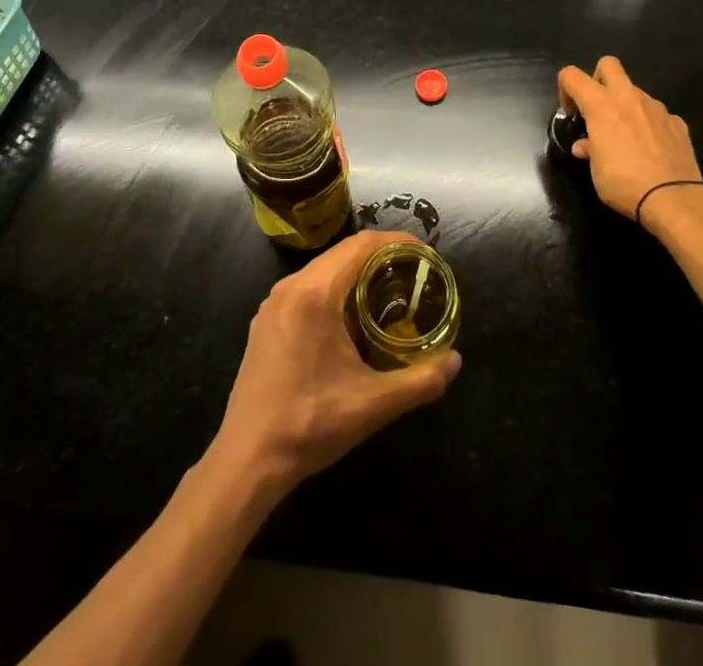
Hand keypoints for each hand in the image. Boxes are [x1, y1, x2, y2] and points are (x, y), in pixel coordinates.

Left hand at [209, 230, 460, 499]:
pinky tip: (351, 319)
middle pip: (343, 253)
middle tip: (414, 275)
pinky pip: (307, 288)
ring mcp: (273, 303)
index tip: (425, 253)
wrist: (247, 460)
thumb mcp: (373, 405)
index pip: (362, 245)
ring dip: (356, 273)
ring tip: (389, 293)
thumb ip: (420, 380)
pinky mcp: (265, 321)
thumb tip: (455, 361)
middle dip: (381, 257)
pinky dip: (335, 289)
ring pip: (324, 269)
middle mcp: (291, 287)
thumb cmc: (310, 425)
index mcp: (315, 294)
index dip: (397, 242)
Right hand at [557, 56, 702, 224]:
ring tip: (627, 137)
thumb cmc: (625, 182)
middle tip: (598, 109)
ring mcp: (656, 108)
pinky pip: (657, 114)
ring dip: (626, 106)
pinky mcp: (677, 122)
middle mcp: (629, 97)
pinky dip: (649, 124)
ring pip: (635, 91)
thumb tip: (585, 146)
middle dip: (598, 79)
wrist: (674, 198)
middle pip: (608, 65)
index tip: (572, 114)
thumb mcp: (596, 171)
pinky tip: (651, 148)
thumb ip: (589, 149)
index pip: (572, 75)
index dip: (565, 89)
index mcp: (601, 105)